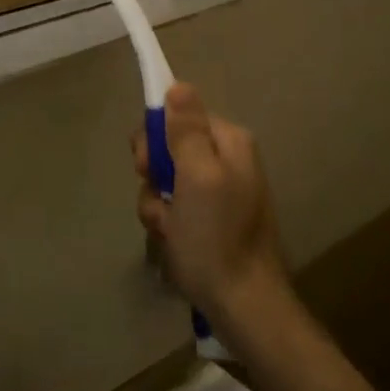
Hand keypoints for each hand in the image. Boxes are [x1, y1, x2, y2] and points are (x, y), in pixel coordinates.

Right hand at [132, 84, 290, 333]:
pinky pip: (175, 208)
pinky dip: (168, 224)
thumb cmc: (216, 236)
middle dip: (155, 175)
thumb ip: (186, 129)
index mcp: (229, 141)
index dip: (156, 136)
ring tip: (170, 230)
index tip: (146, 163)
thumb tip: (177, 84)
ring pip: (167, 181)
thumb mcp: (197, 176)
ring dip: (157, 204)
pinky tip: (174, 242)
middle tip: (160, 201)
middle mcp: (226, 160)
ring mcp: (219, 192)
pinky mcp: (211, 221)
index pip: (179, 114)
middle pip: (170, 147)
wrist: (243, 306)